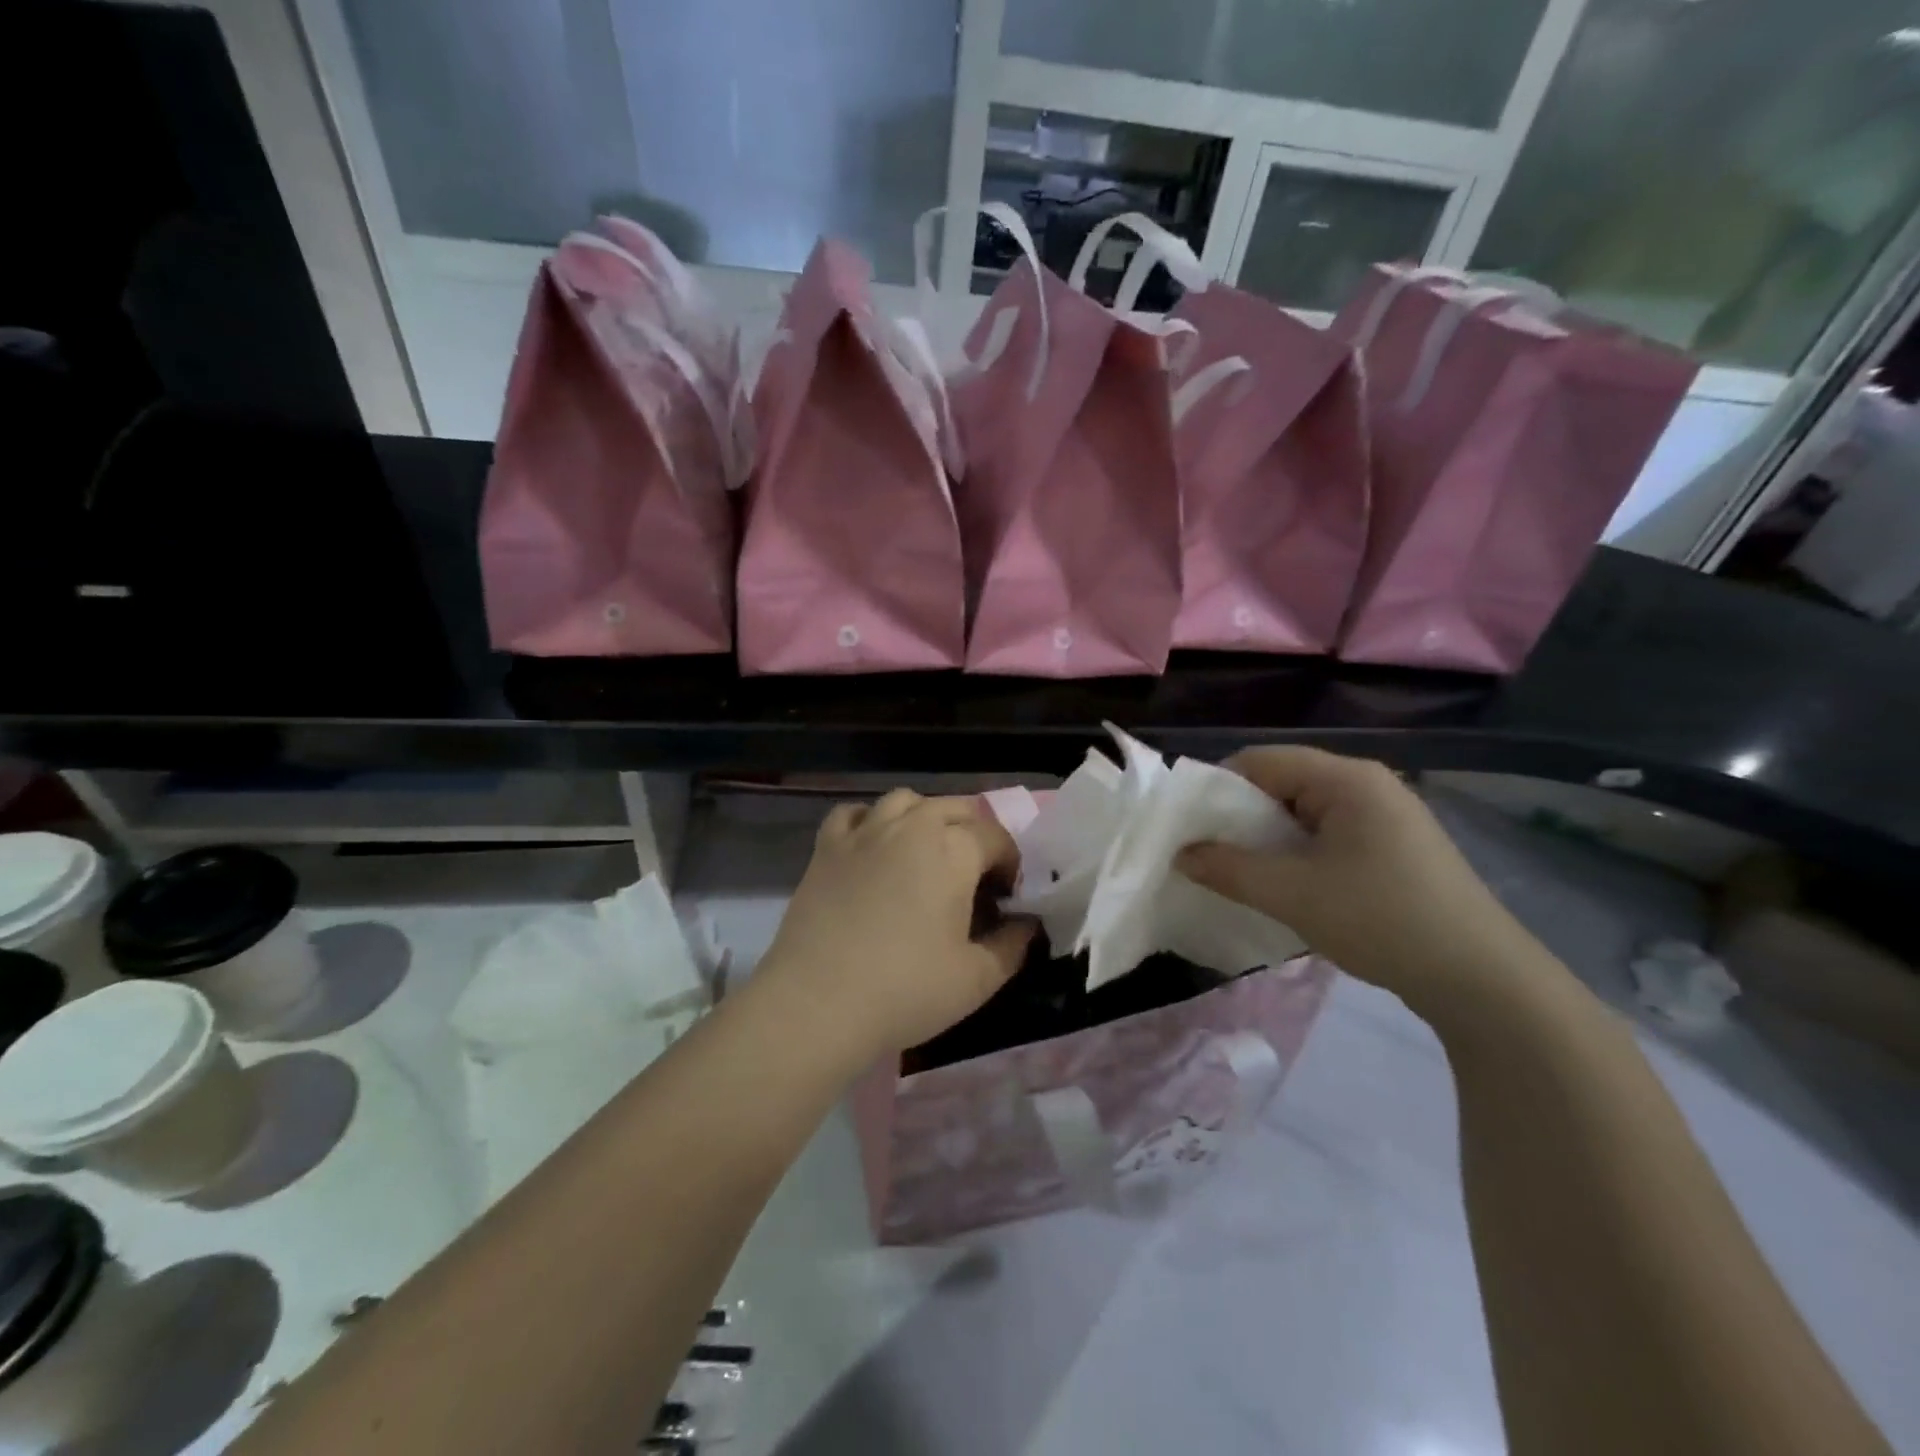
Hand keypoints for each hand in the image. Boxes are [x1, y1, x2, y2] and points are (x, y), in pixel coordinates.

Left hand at [758, 790, 1036, 1060]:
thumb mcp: (977, 979)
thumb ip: (1013, 945)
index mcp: (954, 850)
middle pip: (955, 809)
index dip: (1010, 864)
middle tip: (974, 875)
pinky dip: (871, 821)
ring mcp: (865, 831)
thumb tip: (1028, 925)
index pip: (996, 837)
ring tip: (927, 853)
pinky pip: (854, 813)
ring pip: (906, 801)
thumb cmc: (906, 990)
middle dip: (974, 834)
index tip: (1006, 898)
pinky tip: (874, 846)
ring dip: (926, 818)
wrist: (817, 1003)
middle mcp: (912, 826)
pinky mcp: (827, 846)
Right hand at [1176, 748, 1543, 1013]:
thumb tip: (1182, 854)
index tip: (1189, 825)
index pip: (1262, 760)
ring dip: (1269, 839)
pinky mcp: (1397, 847)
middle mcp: (1368, 785)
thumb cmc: (1381, 919)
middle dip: (1241, 816)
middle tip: (1209, 853)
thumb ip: (1229, 869)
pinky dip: (1299, 853)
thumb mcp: (1292, 894)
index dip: (1218, 787)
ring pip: (1305, 812)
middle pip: (1284, 782)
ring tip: (1242, 873)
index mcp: (1346, 779)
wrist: (1482, 980)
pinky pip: (1330, 835)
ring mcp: (1387, 816)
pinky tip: (1288, 886)